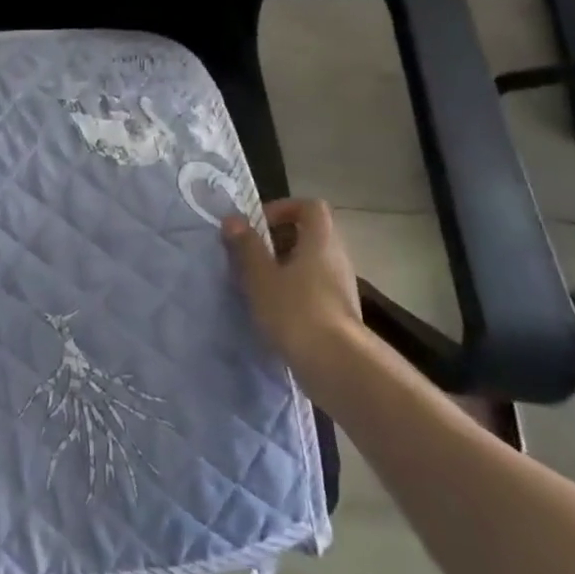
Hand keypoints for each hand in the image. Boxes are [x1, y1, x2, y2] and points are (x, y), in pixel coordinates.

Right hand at [222, 199, 365, 385]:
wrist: (338, 367)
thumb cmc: (296, 311)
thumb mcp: (261, 276)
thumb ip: (246, 246)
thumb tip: (233, 219)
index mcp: (320, 241)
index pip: (310, 207)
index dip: (284, 208)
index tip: (258, 225)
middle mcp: (336, 258)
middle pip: (310, 234)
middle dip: (278, 240)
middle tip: (251, 255)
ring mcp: (341, 287)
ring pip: (311, 263)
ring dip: (284, 267)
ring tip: (258, 284)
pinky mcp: (340, 313)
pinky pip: (314, 288)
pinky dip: (294, 291)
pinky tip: (274, 311)